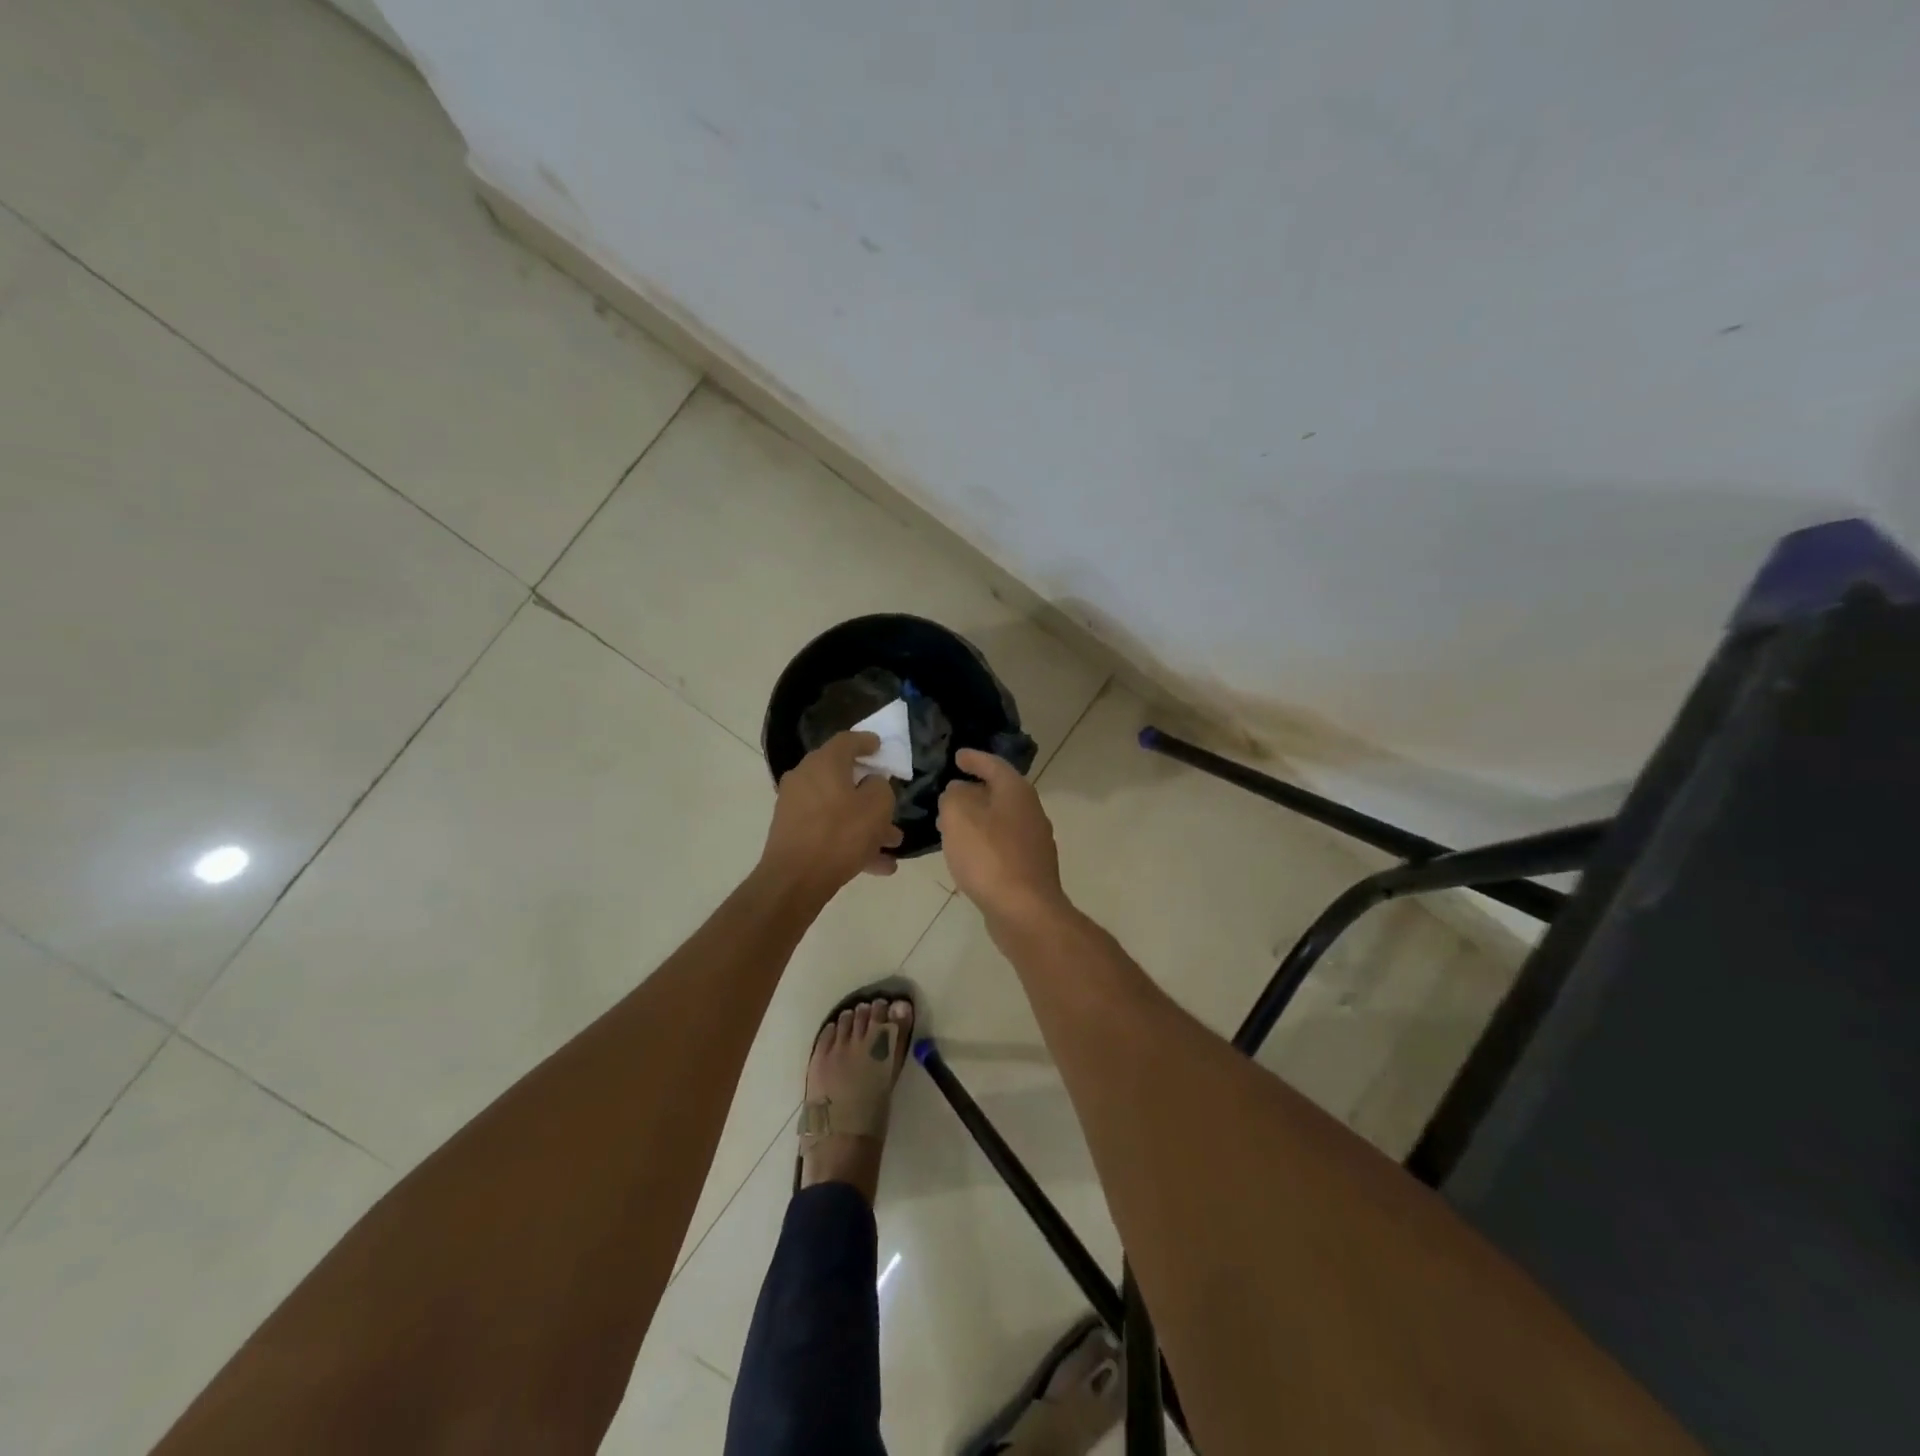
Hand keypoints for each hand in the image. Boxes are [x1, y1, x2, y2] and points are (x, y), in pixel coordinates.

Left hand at [761, 732, 903, 893]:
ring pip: (838, 808)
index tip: (880, 747)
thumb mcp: (877, 806)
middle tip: (890, 802)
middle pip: (842, 777)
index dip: (867, 741)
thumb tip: (871, 783)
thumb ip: (880, 787)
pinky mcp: (792, 832)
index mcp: (824, 763)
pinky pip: (828, 829)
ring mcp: (795, 806)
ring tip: (893, 843)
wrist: (795, 879)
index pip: (847, 740)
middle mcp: (805, 778)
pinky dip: (850, 840)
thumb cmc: (840, 834)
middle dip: (870, 792)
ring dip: (866, 823)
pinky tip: (878, 865)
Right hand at [937, 748, 1067, 923]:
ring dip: (977, 818)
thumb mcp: (959, 817)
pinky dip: (984, 841)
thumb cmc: (989, 857)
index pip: (994, 765)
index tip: (957, 756)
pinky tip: (967, 853)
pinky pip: (1002, 844)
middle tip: (949, 792)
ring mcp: (1034, 842)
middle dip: (974, 790)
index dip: (974, 759)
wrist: (1025, 911)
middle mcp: (1031, 811)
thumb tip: (958, 791)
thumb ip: (953, 796)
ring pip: (1001, 820)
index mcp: (1017, 792)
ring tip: (950, 823)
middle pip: (1000, 792)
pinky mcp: (1030, 868)